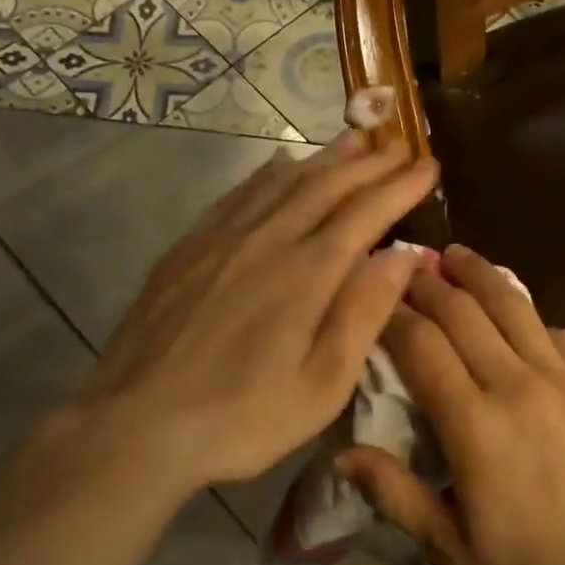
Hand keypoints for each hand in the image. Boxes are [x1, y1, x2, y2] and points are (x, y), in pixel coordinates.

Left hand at [33, 133, 437, 512]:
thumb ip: (364, 314)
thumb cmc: (243, 417)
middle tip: (400, 147)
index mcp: (307, 273)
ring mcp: (223, 238)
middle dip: (369, 163)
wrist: (136, 424)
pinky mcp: (190, 247)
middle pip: (326, 185)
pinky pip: (240, 193)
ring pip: (283, 180)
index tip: (428, 167)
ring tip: (353, 140)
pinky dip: (270, 172)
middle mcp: (268, 239)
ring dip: (324, 157)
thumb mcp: (323, 384)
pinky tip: (280, 164)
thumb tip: (405, 256)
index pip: (366, 214)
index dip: (400, 187)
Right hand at [336, 245, 564, 564]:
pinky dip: (531, 316)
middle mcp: (518, 386)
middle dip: (428, 282)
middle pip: (464, 312)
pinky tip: (520, 319)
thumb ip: (397, 494)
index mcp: (475, 425)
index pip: (421, 346)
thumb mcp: (453, 549)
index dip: (392, 315)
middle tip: (405, 264)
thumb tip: (342, 454)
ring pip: (514, 307)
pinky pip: (558, 333)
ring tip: (457, 255)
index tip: (371, 297)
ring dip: (480, 275)